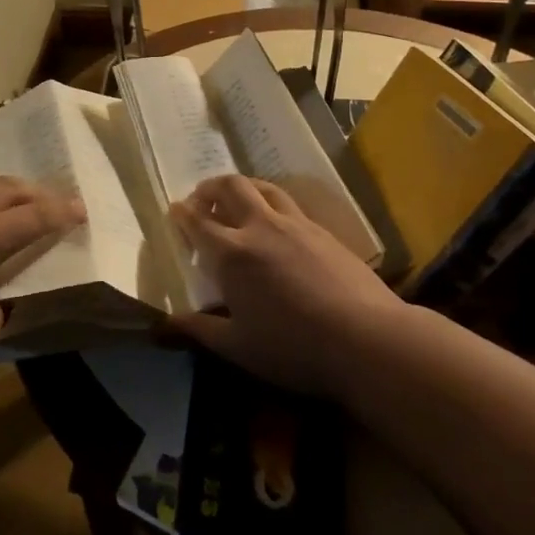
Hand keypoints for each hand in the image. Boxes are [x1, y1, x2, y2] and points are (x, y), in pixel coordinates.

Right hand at [169, 175, 408, 400]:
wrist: (368, 339)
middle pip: (230, 187)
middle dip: (209, 188)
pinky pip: (289, 204)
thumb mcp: (238, 347)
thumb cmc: (294, 347)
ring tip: (237, 202)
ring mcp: (296, 224)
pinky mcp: (324, 231)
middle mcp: (260, 227)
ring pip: (263, 187)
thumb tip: (165, 323)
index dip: (181, 213)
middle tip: (202, 201)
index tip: (174, 211)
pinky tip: (277, 226)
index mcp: (232, 254)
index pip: (197, 221)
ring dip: (243, 188)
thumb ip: (199, 330)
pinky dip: (272, 203)